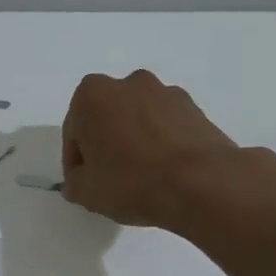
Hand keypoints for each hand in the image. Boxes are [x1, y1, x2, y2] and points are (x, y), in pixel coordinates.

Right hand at [60, 70, 245, 230]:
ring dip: (135, 141)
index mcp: (92, 95)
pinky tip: (165, 172)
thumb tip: (80, 179)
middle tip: (110, 177)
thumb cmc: (131, 181)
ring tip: (142, 177)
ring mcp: (166, 92)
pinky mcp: (195, 108)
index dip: (76, 161)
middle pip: (107, 118)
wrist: (201, 183)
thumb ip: (74, 181)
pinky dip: (161, 143)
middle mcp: (128, 83)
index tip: (84, 182)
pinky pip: (166, 126)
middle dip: (105, 143)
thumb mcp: (85, 192)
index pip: (74, 131)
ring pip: (138, 119)